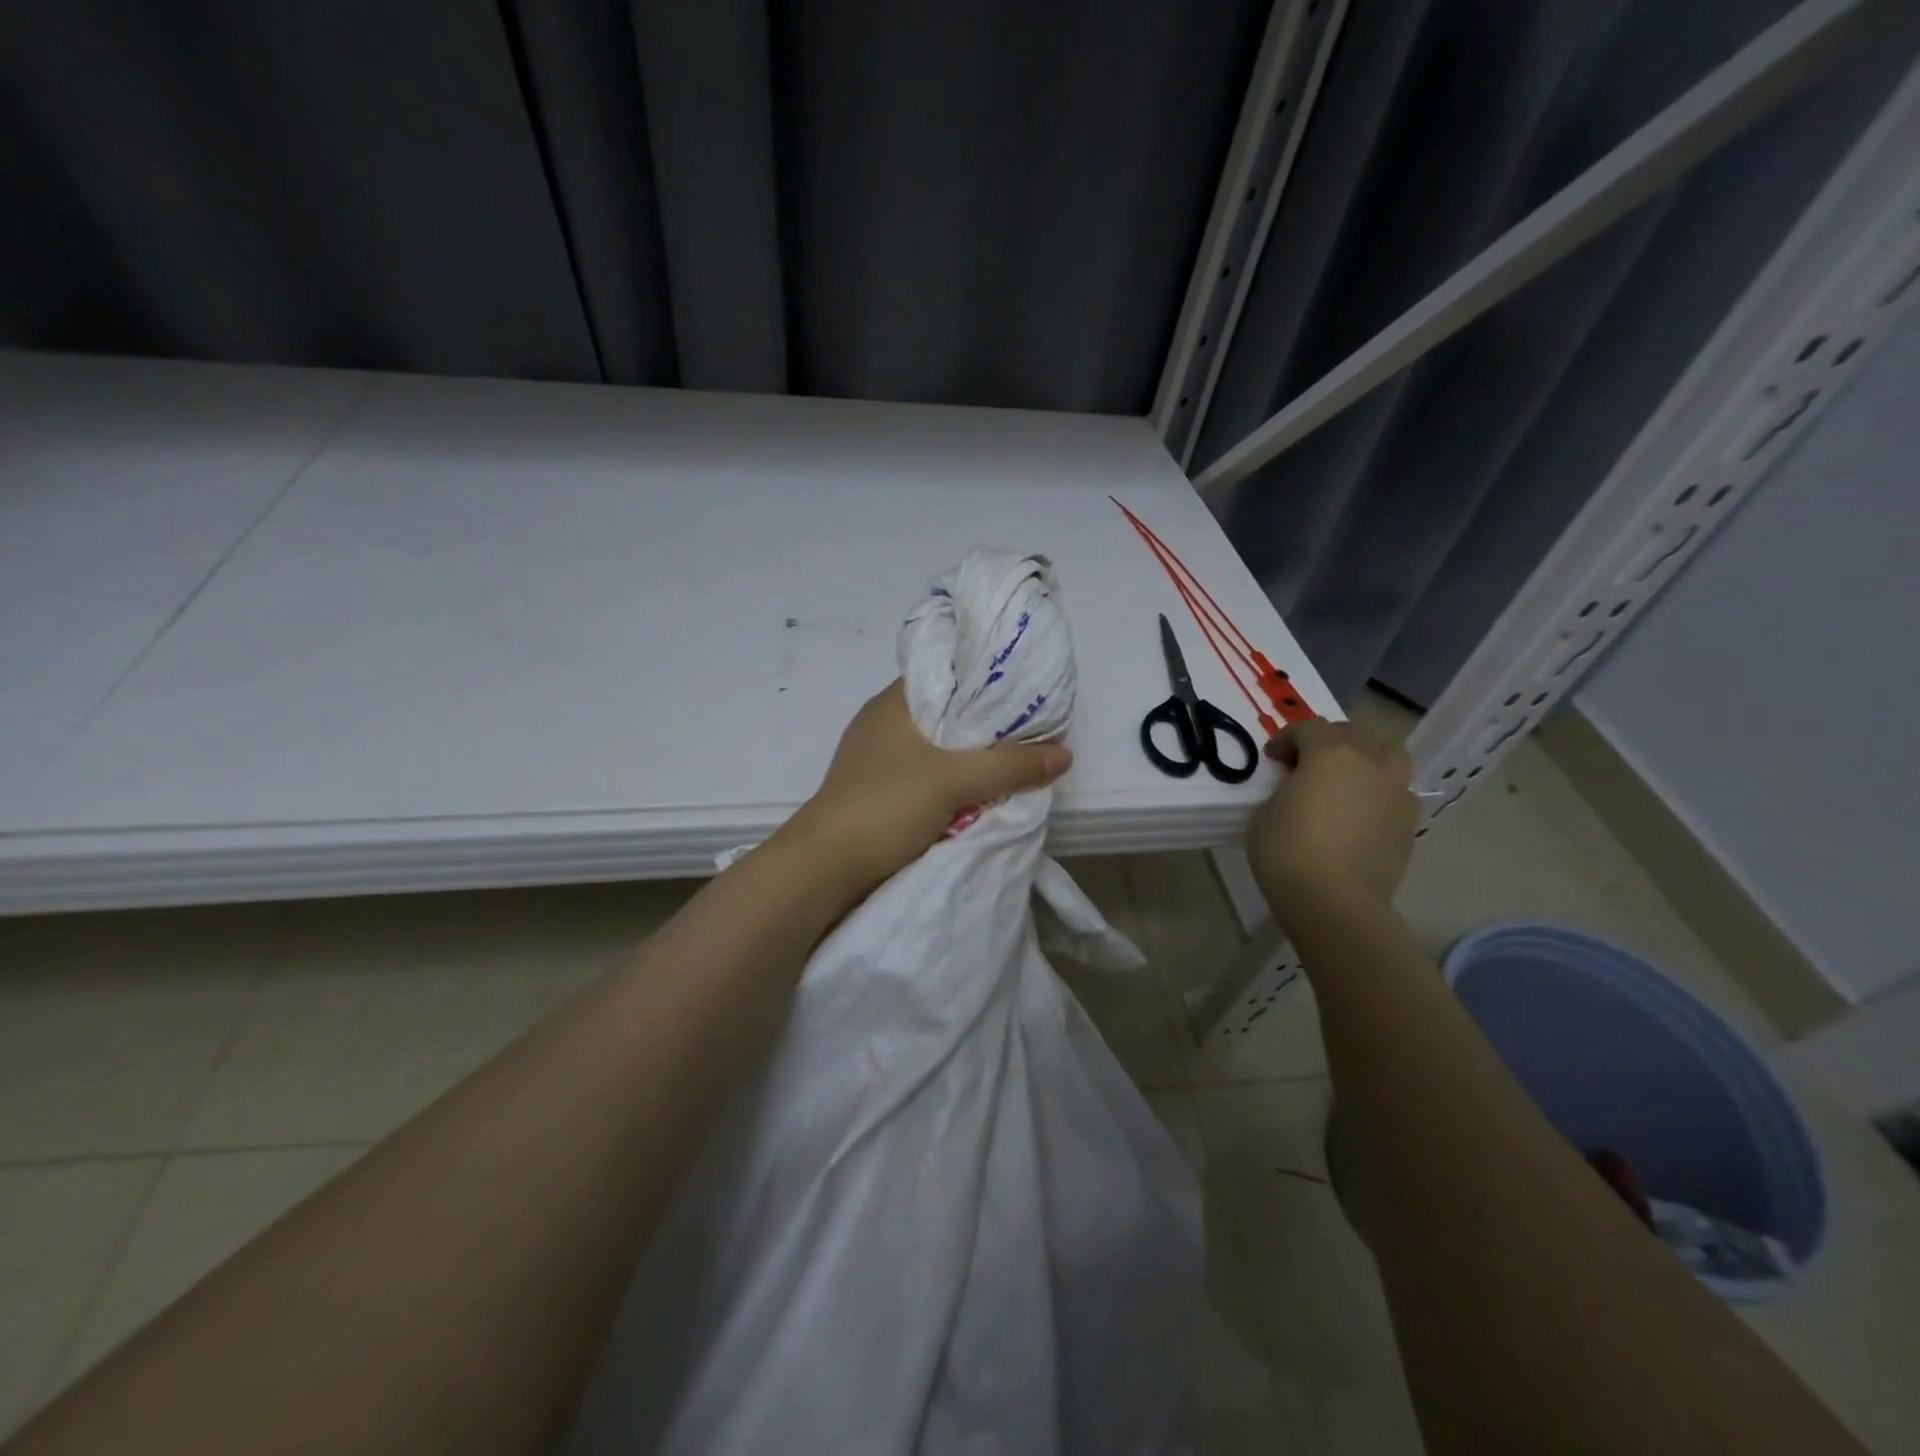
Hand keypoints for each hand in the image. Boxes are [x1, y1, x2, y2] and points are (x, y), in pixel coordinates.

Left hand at [787, 680, 1071, 890]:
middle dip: (985, 728)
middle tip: (1027, 734)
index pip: (946, 675)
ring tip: (1011, 765)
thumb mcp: (954, 780)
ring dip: (968, 762)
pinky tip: (977, 796)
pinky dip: (951, 785)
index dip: (985, 682)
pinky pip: (925, 780)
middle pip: (946, 715)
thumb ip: (1010, 765)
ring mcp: (876, 762)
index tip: (1023, 695)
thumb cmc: (885, 806)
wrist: (825, 869)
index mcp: (892, 703)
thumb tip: (1064, 754)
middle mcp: (882, 725)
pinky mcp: (877, 794)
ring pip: (936, 751)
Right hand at [1247, 718, 1416, 931]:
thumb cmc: (1288, 852)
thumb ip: (1285, 788)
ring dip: (1366, 758)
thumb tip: (1299, 788)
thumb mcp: (1266, 811)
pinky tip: (1360, 812)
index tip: (1272, 759)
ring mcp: (1396, 792)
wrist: (1335, 902)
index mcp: (1330, 753)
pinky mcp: (1409, 823)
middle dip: (1327, 742)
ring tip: (1346, 779)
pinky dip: (1379, 791)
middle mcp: (1370, 763)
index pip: (1308, 728)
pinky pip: (1397, 791)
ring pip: (1388, 755)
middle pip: (1352, 734)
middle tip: (1305, 764)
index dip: (1286, 739)